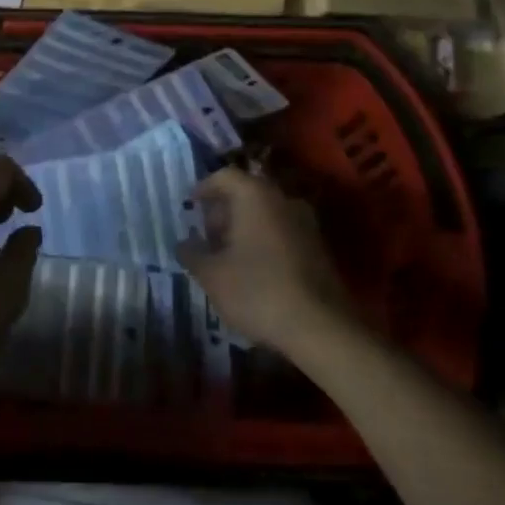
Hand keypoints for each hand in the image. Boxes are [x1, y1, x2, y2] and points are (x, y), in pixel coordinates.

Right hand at [178, 166, 355, 357]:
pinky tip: (254, 270)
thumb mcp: (212, 275)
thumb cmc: (257, 291)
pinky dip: (264, 241)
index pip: (224, 176)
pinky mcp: (319, 248)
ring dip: (244, 227)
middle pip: (247, 193)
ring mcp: (305, 223)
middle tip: (206, 236)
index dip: (203, 188)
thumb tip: (183, 243)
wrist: (321, 328)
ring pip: (266, 213)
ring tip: (227, 256)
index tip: (190, 206)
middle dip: (223, 211)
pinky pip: (282, 232)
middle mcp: (282, 199)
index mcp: (255, 195)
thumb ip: (192, 254)